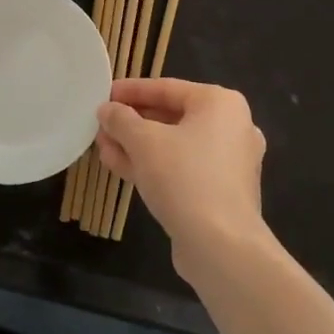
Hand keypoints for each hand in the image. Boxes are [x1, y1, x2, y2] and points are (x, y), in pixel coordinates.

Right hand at [95, 78, 269, 277]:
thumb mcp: (143, 141)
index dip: (130, 91)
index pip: (166, 88)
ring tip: (102, 147)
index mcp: (220, 104)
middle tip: (101, 125)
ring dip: (137, 146)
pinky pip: (181, 168)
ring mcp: (228, 162)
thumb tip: (107, 110)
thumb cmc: (184, 177)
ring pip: (174, 145)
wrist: (221, 246)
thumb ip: (121, 119)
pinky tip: (119, 167)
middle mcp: (231, 127)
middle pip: (171, 116)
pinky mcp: (220, 191)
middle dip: (132, 122)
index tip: (103, 95)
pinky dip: (153, 165)